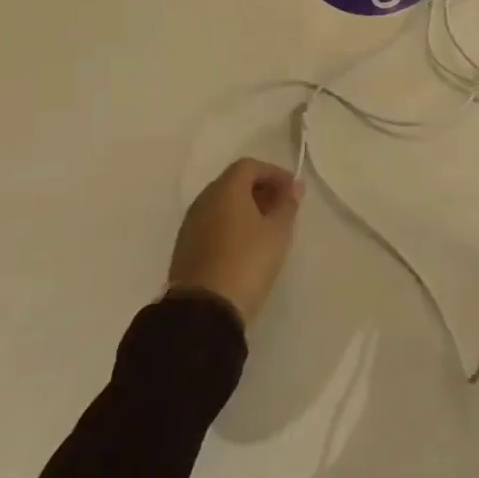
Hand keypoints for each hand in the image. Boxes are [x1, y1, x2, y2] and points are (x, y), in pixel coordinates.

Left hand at [167, 159, 301, 325]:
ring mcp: (191, 224)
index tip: (292, 191)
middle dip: (260, 190)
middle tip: (281, 208)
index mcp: (225, 189)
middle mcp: (204, 200)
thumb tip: (294, 186)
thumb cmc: (246, 262)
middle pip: (233, 183)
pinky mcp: (185, 248)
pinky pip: (212, 224)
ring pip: (221, 204)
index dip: (274, 173)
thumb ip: (287, 204)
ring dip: (245, 209)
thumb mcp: (277, 233)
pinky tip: (244, 246)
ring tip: (266, 229)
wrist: (203, 311)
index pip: (249, 166)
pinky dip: (230, 225)